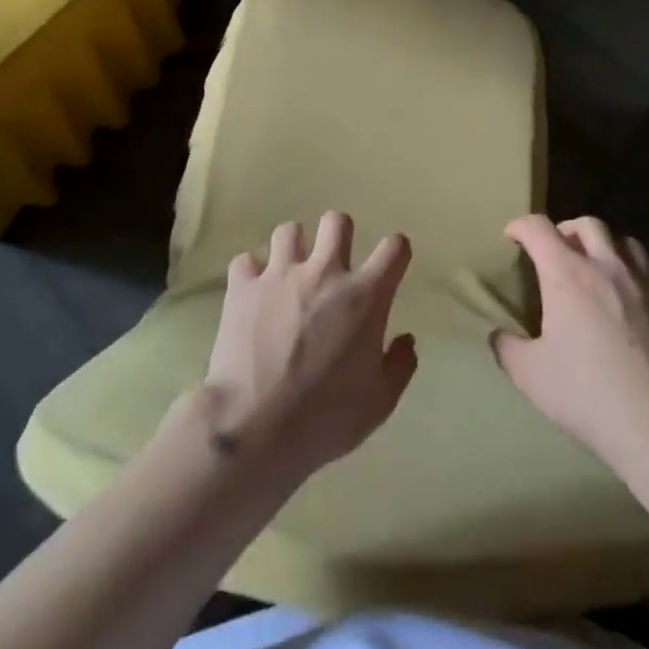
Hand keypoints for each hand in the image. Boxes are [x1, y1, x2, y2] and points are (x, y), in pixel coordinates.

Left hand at [195, 212, 417, 484]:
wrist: (254, 427)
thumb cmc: (324, 418)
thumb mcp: (379, 404)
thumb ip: (399, 366)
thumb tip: (406, 340)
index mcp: (365, 297)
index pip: (394, 248)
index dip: (396, 252)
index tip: (390, 265)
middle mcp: (325, 273)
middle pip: (337, 221)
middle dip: (338, 235)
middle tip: (333, 264)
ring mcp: (280, 275)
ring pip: (289, 230)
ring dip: (293, 249)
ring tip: (289, 274)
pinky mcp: (243, 286)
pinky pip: (246, 261)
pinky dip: (251, 273)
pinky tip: (253, 293)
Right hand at [496, 215, 648, 471]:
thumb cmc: (590, 395)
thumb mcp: (531, 376)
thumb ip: (509, 349)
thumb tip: (500, 336)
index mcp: (568, 275)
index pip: (538, 229)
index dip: (520, 226)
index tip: (512, 236)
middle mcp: (609, 268)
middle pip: (588, 224)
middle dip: (566, 230)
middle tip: (556, 251)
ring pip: (627, 244)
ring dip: (606, 248)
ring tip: (597, 270)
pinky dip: (635, 283)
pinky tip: (633, 313)